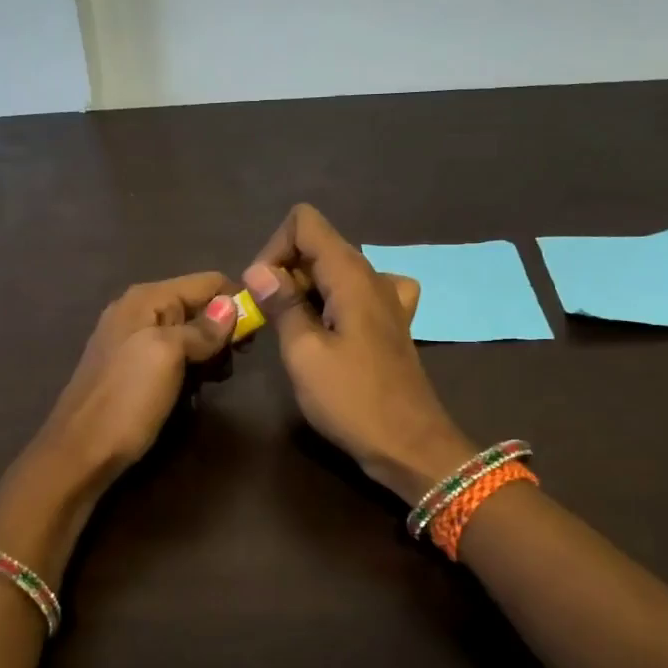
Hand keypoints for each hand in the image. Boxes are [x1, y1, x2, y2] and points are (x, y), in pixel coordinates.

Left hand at [29, 272, 239, 490]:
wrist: (81, 452)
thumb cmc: (127, 399)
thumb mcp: (167, 356)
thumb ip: (200, 329)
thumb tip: (231, 307)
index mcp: (146, 299)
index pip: (207, 282)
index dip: (235, 303)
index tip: (253, 337)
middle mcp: (139, 311)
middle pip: (199, 307)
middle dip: (222, 332)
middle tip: (230, 365)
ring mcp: (134, 341)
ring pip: (190, 334)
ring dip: (209, 355)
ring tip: (213, 381)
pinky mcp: (134, 369)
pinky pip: (174, 357)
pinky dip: (191, 369)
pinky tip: (194, 390)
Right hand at [245, 204, 474, 500]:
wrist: (409, 445)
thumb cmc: (352, 400)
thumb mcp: (304, 353)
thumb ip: (281, 305)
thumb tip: (258, 269)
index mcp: (350, 274)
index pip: (305, 222)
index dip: (275, 248)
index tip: (263, 292)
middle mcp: (372, 276)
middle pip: (318, 246)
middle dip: (285, 272)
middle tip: (270, 320)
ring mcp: (387, 300)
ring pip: (334, 272)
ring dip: (306, 292)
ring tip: (294, 331)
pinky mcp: (391, 324)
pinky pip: (356, 295)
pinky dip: (335, 304)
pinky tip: (332, 330)